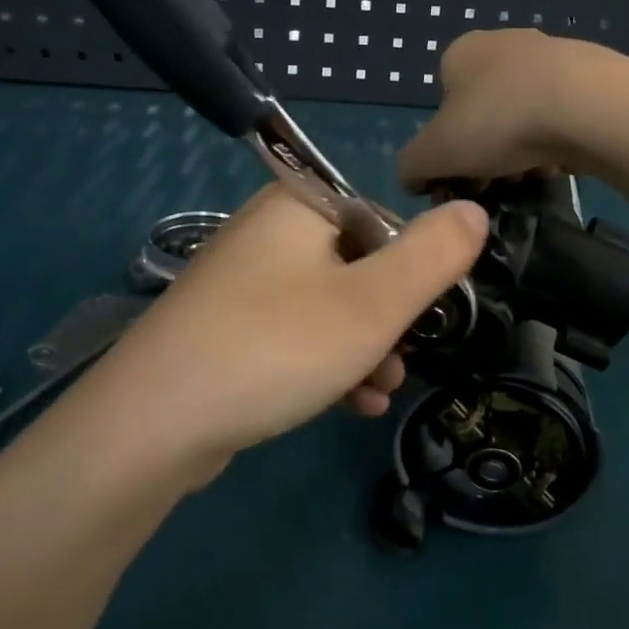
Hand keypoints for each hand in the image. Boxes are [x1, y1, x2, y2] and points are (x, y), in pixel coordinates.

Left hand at [77, 186, 488, 475]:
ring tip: (375, 393)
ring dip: (362, 349)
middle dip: (388, 321)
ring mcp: (242, 280)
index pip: (384, 221)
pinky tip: (345, 405)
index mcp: (300, 205)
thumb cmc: (278, 347)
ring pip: (328, 306)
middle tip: (396, 364)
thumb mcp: (374, 303)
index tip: (419, 321)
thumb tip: (474, 209)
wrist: (153, 424)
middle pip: (358, 265)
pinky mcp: (227, 327)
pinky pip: (293, 334)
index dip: (414, 273)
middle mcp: (267, 231)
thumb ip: (435, 255)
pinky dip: (324, 363)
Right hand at [398, 29, 605, 192]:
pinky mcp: (590, 74)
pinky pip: (559, 118)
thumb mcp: (432, 154)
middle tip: (493, 187)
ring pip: (521, 119)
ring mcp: (551, 55)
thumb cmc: (497, 123)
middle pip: (481, 115)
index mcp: (461, 52)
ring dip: (518, 154)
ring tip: (528, 179)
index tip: (459, 180)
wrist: (589, 106)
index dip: (445, 150)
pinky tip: (559, 164)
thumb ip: (411, 168)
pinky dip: (554, 144)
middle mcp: (503, 44)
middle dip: (483, 157)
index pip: (441, 107)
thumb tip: (415, 179)